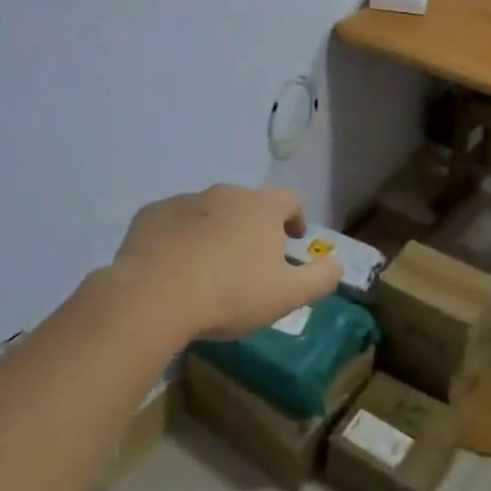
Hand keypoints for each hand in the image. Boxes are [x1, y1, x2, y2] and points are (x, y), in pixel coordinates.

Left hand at [112, 185, 344, 340]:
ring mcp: (185, 201)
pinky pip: (174, 222)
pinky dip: (180, 237)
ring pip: (209, 212)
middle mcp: (225, 194)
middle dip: (253, 226)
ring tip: (210, 267)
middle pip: (248, 203)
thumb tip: (339, 265)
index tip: (292, 240)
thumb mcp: (287, 295)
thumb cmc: (230, 294)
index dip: (295, 217)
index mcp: (261, 208)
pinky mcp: (151, 215)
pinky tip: (175, 267)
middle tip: (249, 261)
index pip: (289, 199)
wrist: (153, 295)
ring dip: (215, 231)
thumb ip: (320, 278)